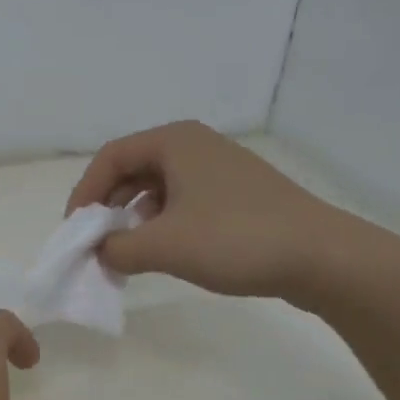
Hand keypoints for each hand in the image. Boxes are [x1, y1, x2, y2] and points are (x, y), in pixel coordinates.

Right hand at [66, 120, 352, 300]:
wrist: (323, 258)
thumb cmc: (235, 239)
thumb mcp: (163, 246)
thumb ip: (116, 248)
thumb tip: (99, 252)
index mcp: (174, 141)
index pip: (110, 158)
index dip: (85, 193)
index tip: (75, 230)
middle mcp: (195, 145)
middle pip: (132, 169)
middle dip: (108, 205)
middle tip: (97, 240)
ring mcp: (219, 168)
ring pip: (158, 186)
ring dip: (134, 216)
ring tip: (128, 249)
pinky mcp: (237, 193)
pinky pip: (183, 199)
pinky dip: (163, 222)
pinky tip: (165, 249)